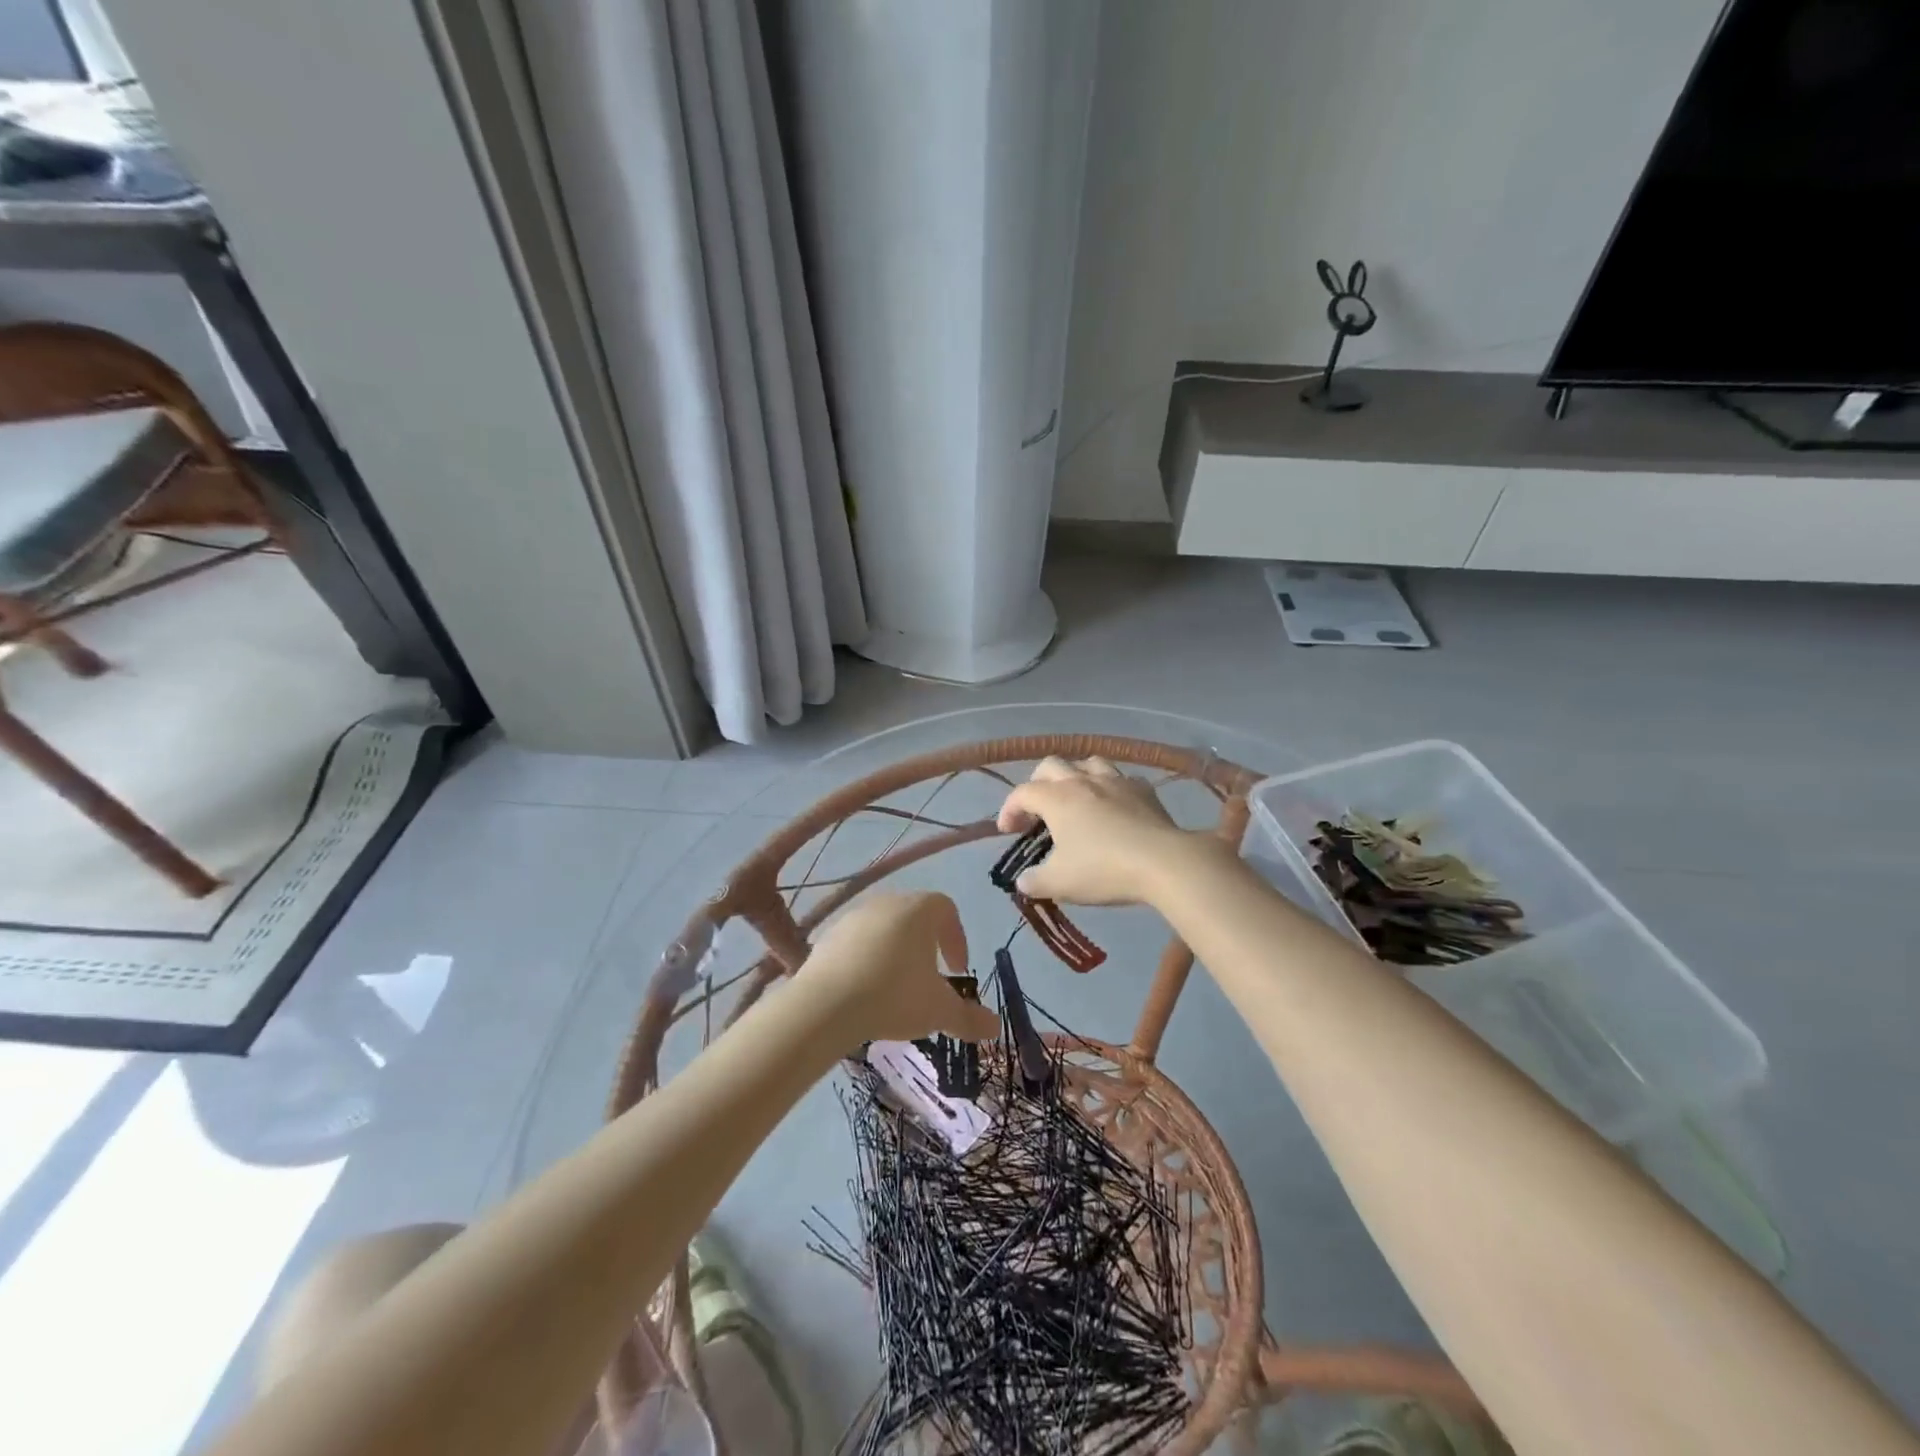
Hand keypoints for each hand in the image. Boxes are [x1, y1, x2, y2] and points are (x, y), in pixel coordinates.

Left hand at [802, 892, 1001, 1046]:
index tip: (957, 971)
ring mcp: (854, 916)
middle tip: (930, 979)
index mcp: (920, 909)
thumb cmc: (895, 996)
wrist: (826, 1004)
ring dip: (895, 953)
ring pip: (884, 929)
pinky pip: (856, 943)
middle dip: (926, 946)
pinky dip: (866, 961)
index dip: (957, 939)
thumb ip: (969, 1018)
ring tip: (895, 989)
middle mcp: (888, 902)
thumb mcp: (939, 1011)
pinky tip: (865, 991)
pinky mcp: (828, 936)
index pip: (947, 910)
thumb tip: (995, 1027)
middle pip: (915, 916)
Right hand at [996, 756, 1205, 905]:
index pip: (1021, 793)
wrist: (1163, 862)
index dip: (1009, 809)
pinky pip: (1120, 778)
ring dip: (1074, 777)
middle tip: (1037, 810)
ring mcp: (1116, 781)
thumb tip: (1023, 880)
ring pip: (1087, 763)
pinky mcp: (1144, 789)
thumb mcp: (1060, 883)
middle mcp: (1082, 780)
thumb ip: (1034, 881)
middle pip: (1051, 766)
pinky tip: (1113, 806)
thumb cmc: (1103, 869)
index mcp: (1056, 798)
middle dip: (1037, 784)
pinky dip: (1110, 788)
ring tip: (1075, 799)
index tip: (1008, 831)